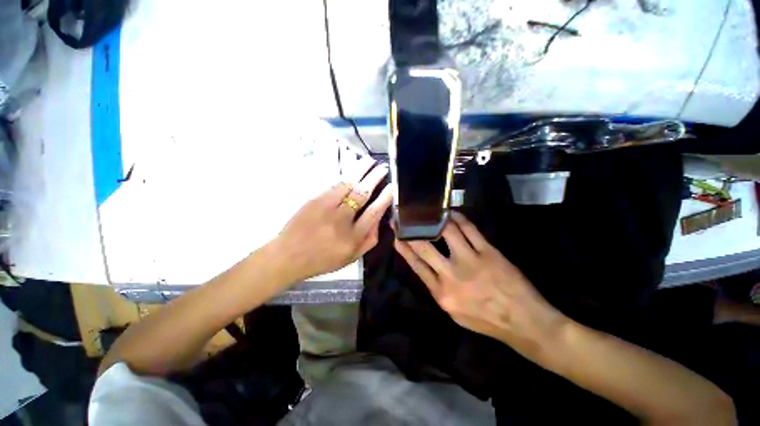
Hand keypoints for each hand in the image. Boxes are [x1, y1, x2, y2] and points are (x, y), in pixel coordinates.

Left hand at [273, 163, 391, 282]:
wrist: (289, 256)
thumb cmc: (323, 259)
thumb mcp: (352, 257)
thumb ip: (370, 239)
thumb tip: (380, 218)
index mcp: (352, 237)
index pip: (374, 213)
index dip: (385, 198)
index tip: (392, 187)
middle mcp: (341, 221)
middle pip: (362, 194)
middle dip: (375, 178)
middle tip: (383, 168)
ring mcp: (326, 208)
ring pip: (348, 184)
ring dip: (360, 170)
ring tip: (370, 161)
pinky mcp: (314, 200)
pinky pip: (333, 185)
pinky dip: (345, 175)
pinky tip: (352, 169)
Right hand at [393, 212, 567, 358]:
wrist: (523, 322)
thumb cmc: (486, 320)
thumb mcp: (454, 312)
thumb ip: (438, 289)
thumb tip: (427, 267)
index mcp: (441, 293)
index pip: (416, 265)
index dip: (403, 248)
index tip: (396, 236)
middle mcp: (452, 275)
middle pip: (425, 247)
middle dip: (411, 231)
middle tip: (404, 219)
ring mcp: (470, 261)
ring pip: (447, 232)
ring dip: (435, 220)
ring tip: (428, 212)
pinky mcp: (488, 252)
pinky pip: (469, 229)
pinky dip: (458, 218)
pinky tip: (451, 213)